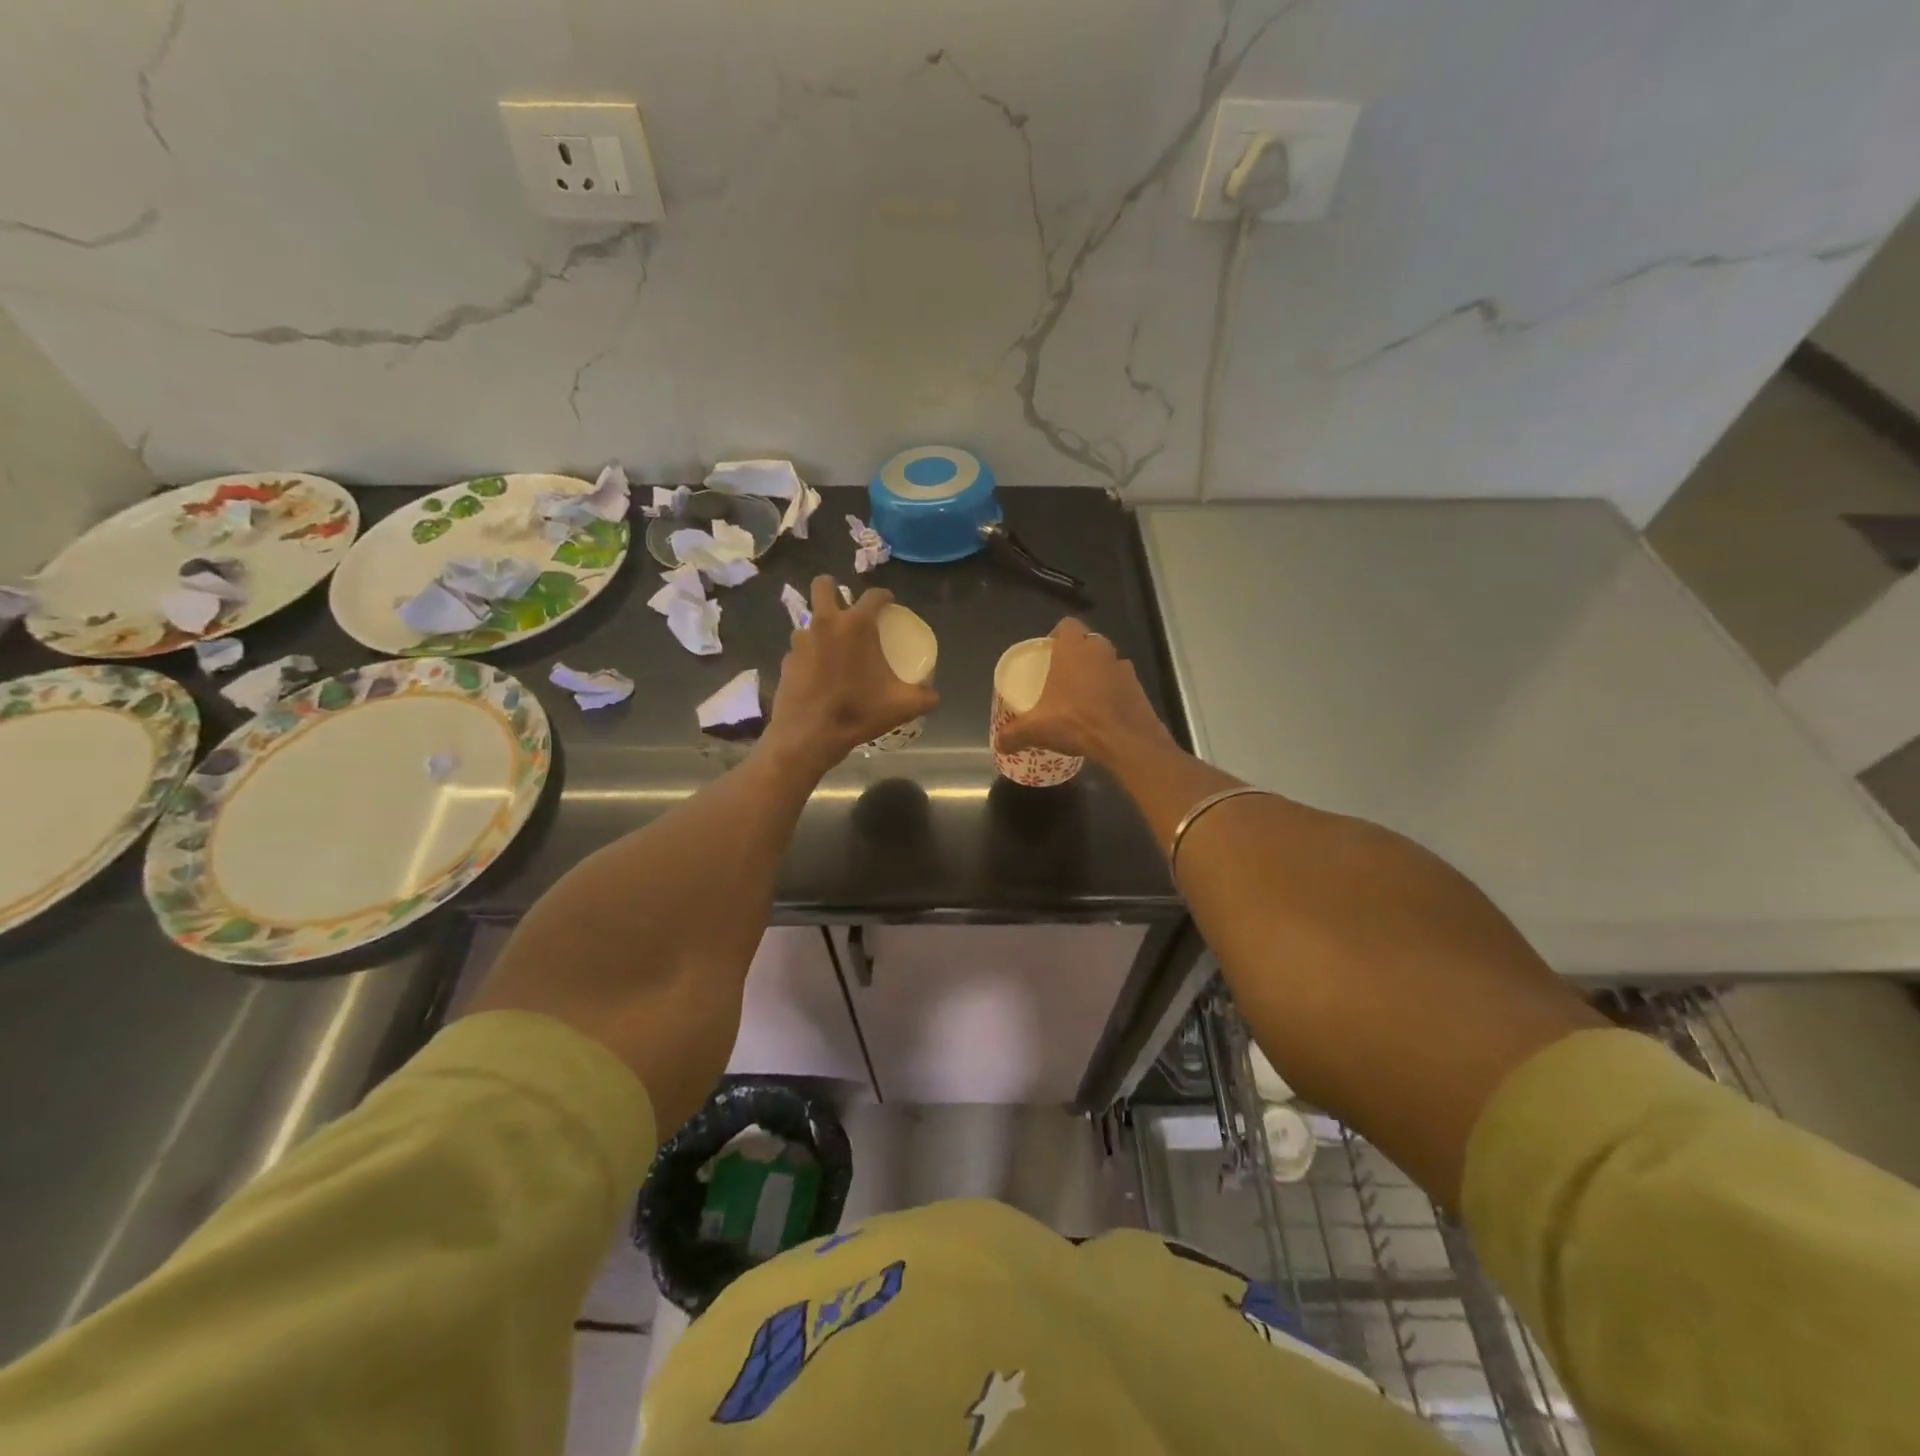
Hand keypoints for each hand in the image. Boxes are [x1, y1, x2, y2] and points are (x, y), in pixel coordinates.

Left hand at [763, 577, 939, 773]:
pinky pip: (800, 649)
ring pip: (810, 620)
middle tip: (847, 609)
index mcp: (856, 626)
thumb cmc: (857, 712)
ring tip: (834, 649)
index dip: (885, 596)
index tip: (890, 605)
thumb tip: (934, 695)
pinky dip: (810, 655)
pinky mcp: (786, 661)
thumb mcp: (901, 706)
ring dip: (821, 627)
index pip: (874, 595)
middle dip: (834, 590)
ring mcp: (801, 641)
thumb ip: (924, 697)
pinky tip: (819, 674)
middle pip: (823, 585)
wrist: (809, 736)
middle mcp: (825, 623)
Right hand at [995, 618, 1174, 765]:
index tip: (1049, 654)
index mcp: (1073, 650)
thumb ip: (1013, 735)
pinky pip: (1121, 681)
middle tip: (1063, 677)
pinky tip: (1104, 711)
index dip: (1057, 635)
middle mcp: (1100, 650)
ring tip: (1084, 696)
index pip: (1067, 625)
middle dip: (1077, 655)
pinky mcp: (1139, 686)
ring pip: (1106, 661)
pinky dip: (1113, 691)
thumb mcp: (1036, 730)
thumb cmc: (1076, 722)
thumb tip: (999, 743)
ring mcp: (1123, 667)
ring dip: (1097, 672)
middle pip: (1087, 641)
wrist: (1125, 740)